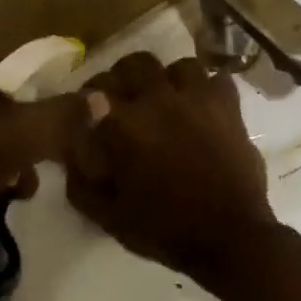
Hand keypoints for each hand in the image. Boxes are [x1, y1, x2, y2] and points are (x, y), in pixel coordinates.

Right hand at [62, 52, 282, 283]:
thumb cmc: (164, 229)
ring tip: (170, 98)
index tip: (90, 109)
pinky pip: (218, 79)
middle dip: (126, 77)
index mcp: (125, 124)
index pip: (95, 90)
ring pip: (180, 66)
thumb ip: (82, 184)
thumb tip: (70, 156)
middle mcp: (159, 100)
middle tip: (127, 97)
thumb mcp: (109, 217)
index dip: (89, 97)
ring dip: (170, 79)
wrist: (229, 237)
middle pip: (136, 64)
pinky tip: (204, 105)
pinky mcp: (230, 107)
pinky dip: (209, 88)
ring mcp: (199, 99)